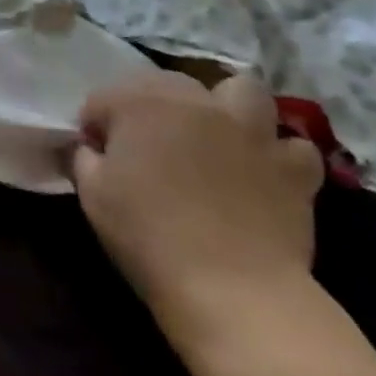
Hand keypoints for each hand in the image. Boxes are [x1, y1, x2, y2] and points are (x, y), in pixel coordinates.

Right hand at [73, 71, 324, 340]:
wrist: (231, 290)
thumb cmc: (149, 237)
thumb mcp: (92, 196)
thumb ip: (84, 158)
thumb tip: (89, 148)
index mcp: (139, 103)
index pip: (103, 99)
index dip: (94, 127)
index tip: (95, 158)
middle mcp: (194, 100)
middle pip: (165, 85)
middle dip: (151, 108)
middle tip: (148, 149)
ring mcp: (248, 129)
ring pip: (241, 91)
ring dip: (226, 107)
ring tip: (217, 136)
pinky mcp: (290, 166)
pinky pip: (292, 146)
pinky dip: (278, 155)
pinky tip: (264, 172)